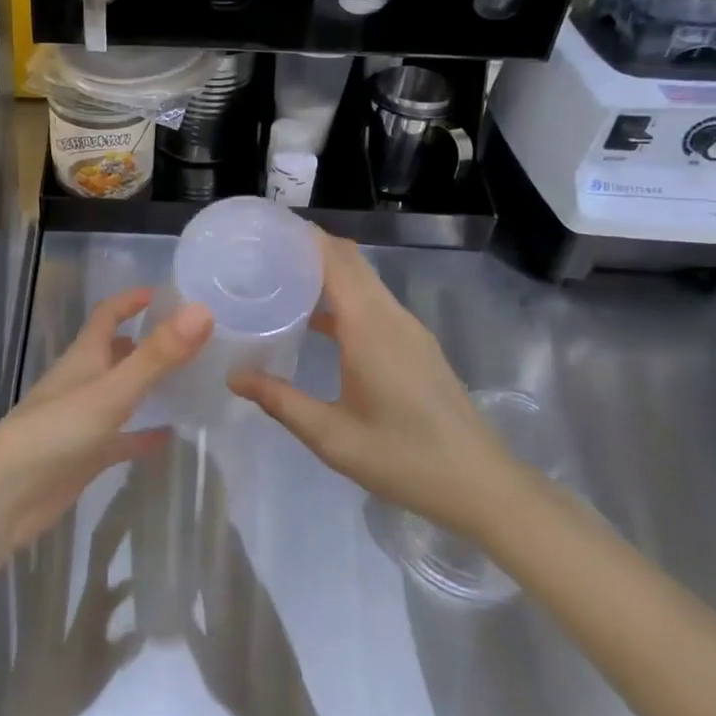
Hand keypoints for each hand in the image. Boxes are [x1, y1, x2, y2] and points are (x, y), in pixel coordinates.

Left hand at [0, 289, 212, 550]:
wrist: (7, 496)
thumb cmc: (56, 432)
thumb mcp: (112, 391)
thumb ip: (157, 355)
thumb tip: (202, 311)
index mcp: (83, 358)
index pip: (106, 316)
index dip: (130, 301)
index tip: (162, 293)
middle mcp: (81, 382)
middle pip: (114, 352)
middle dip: (144, 340)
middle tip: (187, 339)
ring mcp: (82, 420)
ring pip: (118, 393)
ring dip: (145, 384)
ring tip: (187, 381)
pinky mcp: (84, 455)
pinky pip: (120, 438)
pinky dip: (141, 434)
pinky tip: (168, 437)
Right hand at [229, 230, 518, 535]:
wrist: (481, 485)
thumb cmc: (403, 458)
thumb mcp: (331, 436)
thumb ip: (280, 401)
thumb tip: (234, 376)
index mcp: (369, 327)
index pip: (335, 259)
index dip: (303, 237)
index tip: (265, 230)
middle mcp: (391, 317)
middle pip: (350, 262)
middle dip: (310, 248)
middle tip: (262, 254)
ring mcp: (409, 330)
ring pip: (364, 282)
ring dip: (328, 272)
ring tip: (281, 280)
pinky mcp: (416, 346)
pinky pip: (375, 303)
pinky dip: (344, 297)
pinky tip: (316, 322)